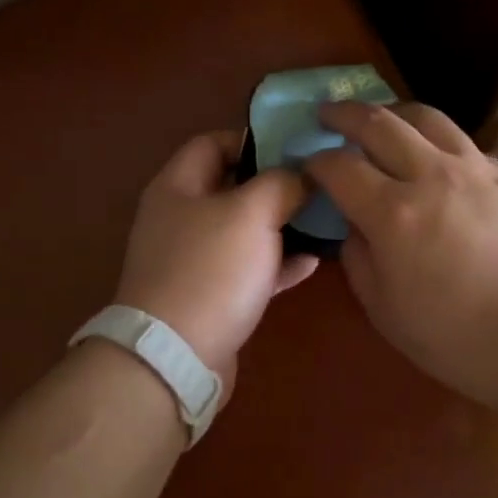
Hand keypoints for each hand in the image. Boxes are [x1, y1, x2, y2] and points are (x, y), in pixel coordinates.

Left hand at [115, 130, 318, 382]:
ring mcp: (193, 260)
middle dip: (274, 183)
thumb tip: (301, 174)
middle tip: (317, 181)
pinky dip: (276, 263)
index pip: (212, 142)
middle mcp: (180, 218)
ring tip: (322, 218)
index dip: (252, 139)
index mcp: (177, 186)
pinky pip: (247, 269)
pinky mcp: (208, 296)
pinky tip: (311, 262)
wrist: (175, 359)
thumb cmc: (211, 270)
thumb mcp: (251, 212)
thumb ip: (281, 182)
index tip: (294, 145)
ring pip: (243, 230)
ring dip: (280, 224)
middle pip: (231, 186)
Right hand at [307, 101, 497, 418]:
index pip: (340, 166)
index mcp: (393, 213)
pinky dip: (436, 139)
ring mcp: (475, 168)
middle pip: (378, 123)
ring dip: (392, 112)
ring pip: (426, 117)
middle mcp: (431, 175)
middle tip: (328, 115)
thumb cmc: (462, 339)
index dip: (317, 161)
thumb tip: (355, 225)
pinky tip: (435, 155)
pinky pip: (463, 141)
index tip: (309, 164)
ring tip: (381, 119)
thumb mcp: (387, 312)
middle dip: (344, 114)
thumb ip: (359, 259)